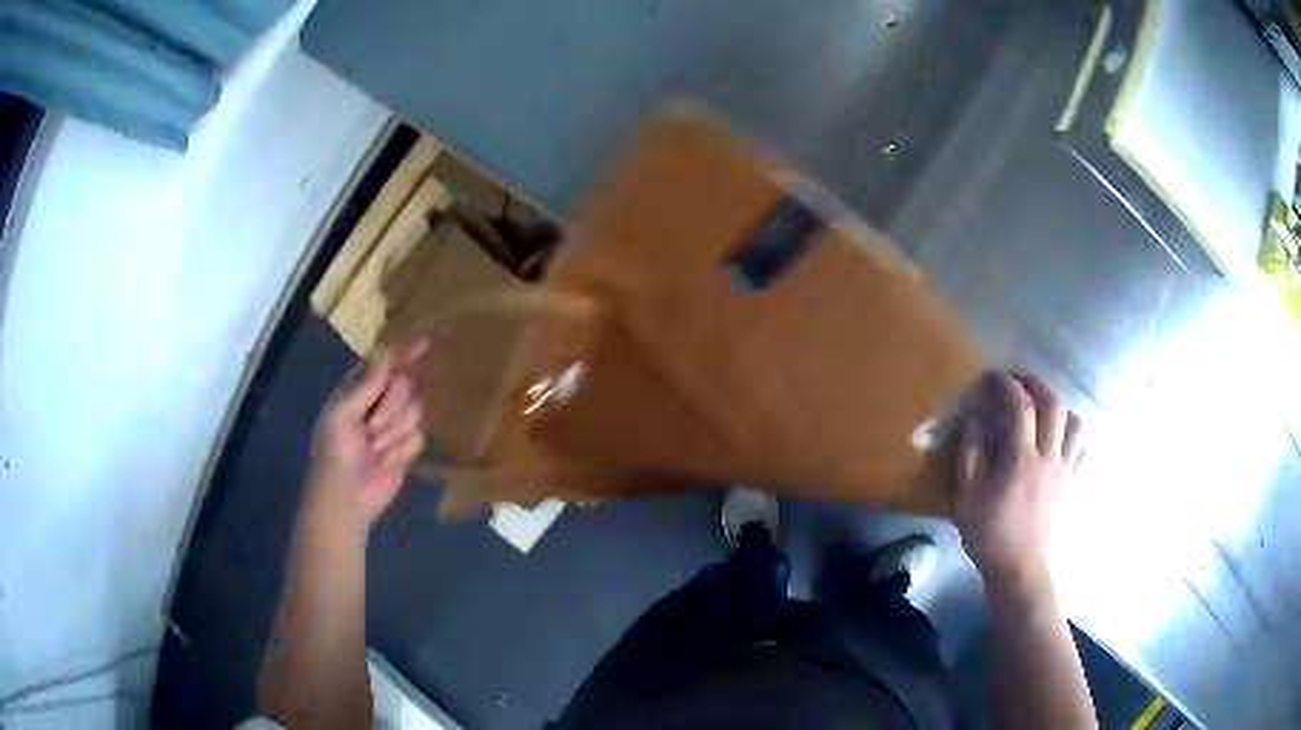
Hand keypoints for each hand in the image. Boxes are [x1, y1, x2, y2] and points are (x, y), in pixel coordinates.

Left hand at [309, 341, 428, 526]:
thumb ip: (366, 384)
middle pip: (405, 385)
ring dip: (394, 432)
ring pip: (415, 411)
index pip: (385, 362)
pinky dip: (402, 451)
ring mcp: (394, 425)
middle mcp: (378, 402)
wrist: (346, 496)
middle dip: (392, 408)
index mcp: (358, 388)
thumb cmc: (335, 451)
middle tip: (372, 428)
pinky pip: (419, 437)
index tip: (424, 346)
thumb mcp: (342, 413)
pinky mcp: (406, 448)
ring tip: (375, 449)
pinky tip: (386, 462)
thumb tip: (385, 354)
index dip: (403, 353)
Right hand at [953, 372, 1081, 589]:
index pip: (1020, 407)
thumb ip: (971, 456)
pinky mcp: (1073, 484)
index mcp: (1021, 461)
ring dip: (1062, 407)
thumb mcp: (967, 500)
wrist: (1020, 568)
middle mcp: (1049, 458)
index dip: (1007, 385)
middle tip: (1022, 380)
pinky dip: (1076, 435)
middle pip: (1054, 405)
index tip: (994, 376)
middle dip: (1038, 384)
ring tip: (1047, 407)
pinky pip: (1083, 449)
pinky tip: (1064, 437)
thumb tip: (975, 420)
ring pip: (1076, 424)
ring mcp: (1066, 471)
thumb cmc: (990, 535)